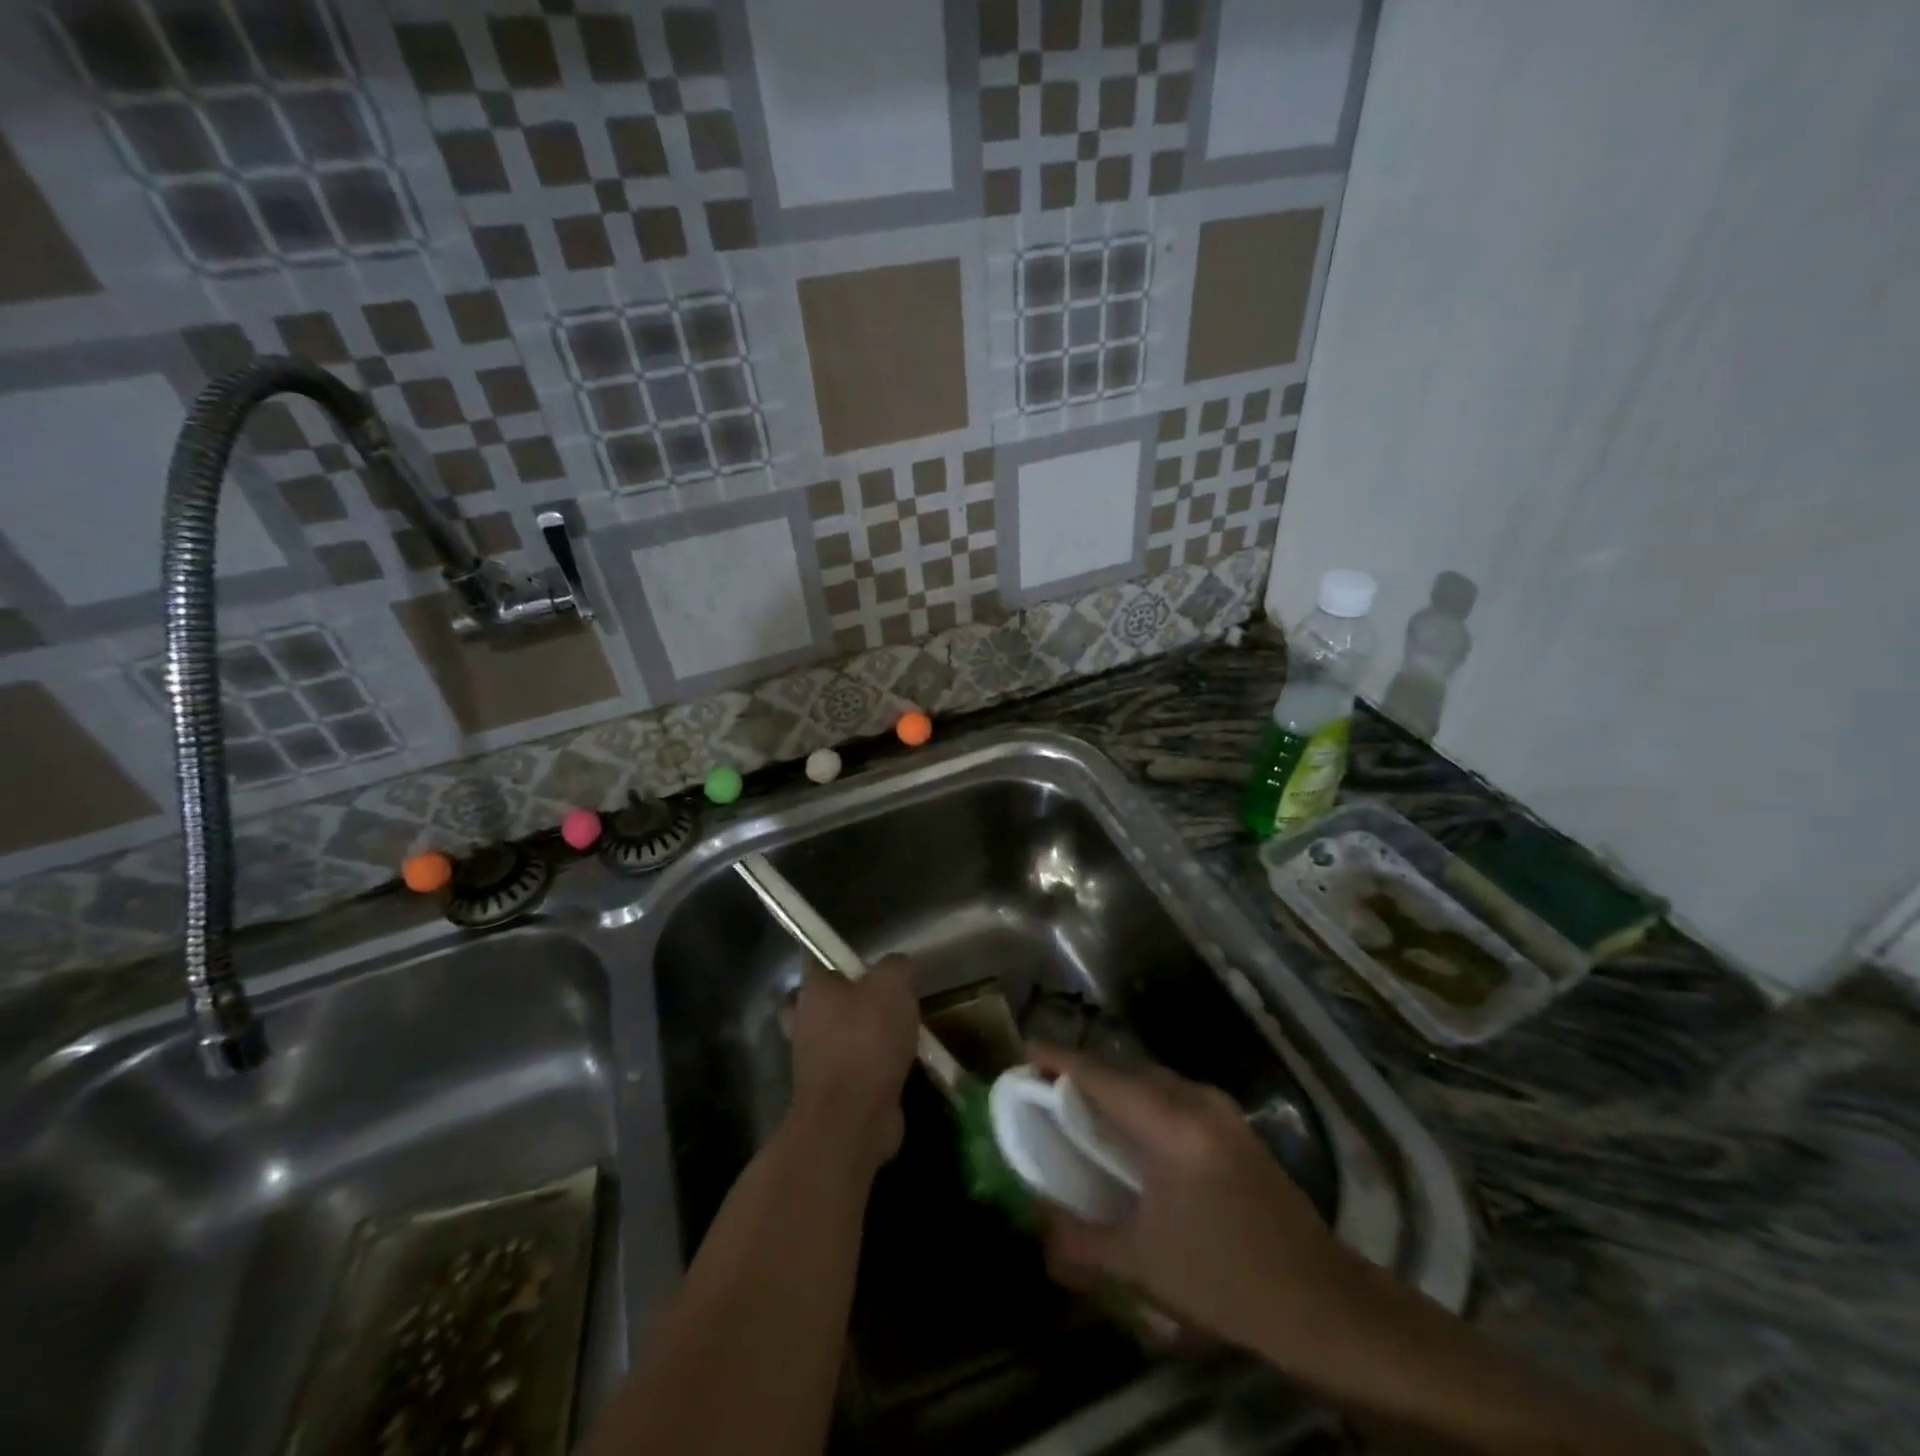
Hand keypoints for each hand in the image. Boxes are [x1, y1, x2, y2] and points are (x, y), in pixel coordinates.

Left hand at [788, 954, 919, 1170]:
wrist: (852, 1117)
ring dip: (858, 1037)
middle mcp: (804, 1023)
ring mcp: (813, 1062)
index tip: (864, 961)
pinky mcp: (829, 1093)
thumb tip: (898, 966)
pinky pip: (849, 1070)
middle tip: (873, 999)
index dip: (836, 957)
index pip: (814, 961)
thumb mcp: (893, 985)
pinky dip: (870, 1068)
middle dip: (840, 1001)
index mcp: (812, 991)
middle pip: (816, 1003)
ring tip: (897, 1034)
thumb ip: (896, 967)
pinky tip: (899, 1066)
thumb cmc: (867, 1039)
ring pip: (833, 1038)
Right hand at [1032, 1045, 1361, 1362]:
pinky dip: (1142, 1100)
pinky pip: (1173, 1094)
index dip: (1058, 1058)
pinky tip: (1133, 1134)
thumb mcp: (1144, 1262)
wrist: (1322, 1302)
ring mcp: (1220, 1109)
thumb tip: (1037, 1227)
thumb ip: (1081, 1240)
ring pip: (1151, 1078)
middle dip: (1082, 1071)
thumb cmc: (1226, 1278)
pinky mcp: (1235, 1125)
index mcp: (1169, 1123)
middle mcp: (1194, 1100)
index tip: (1023, 1053)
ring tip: (1083, 1111)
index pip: (1100, 1073)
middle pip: (1124, 1068)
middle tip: (1046, 1091)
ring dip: (1115, 1086)